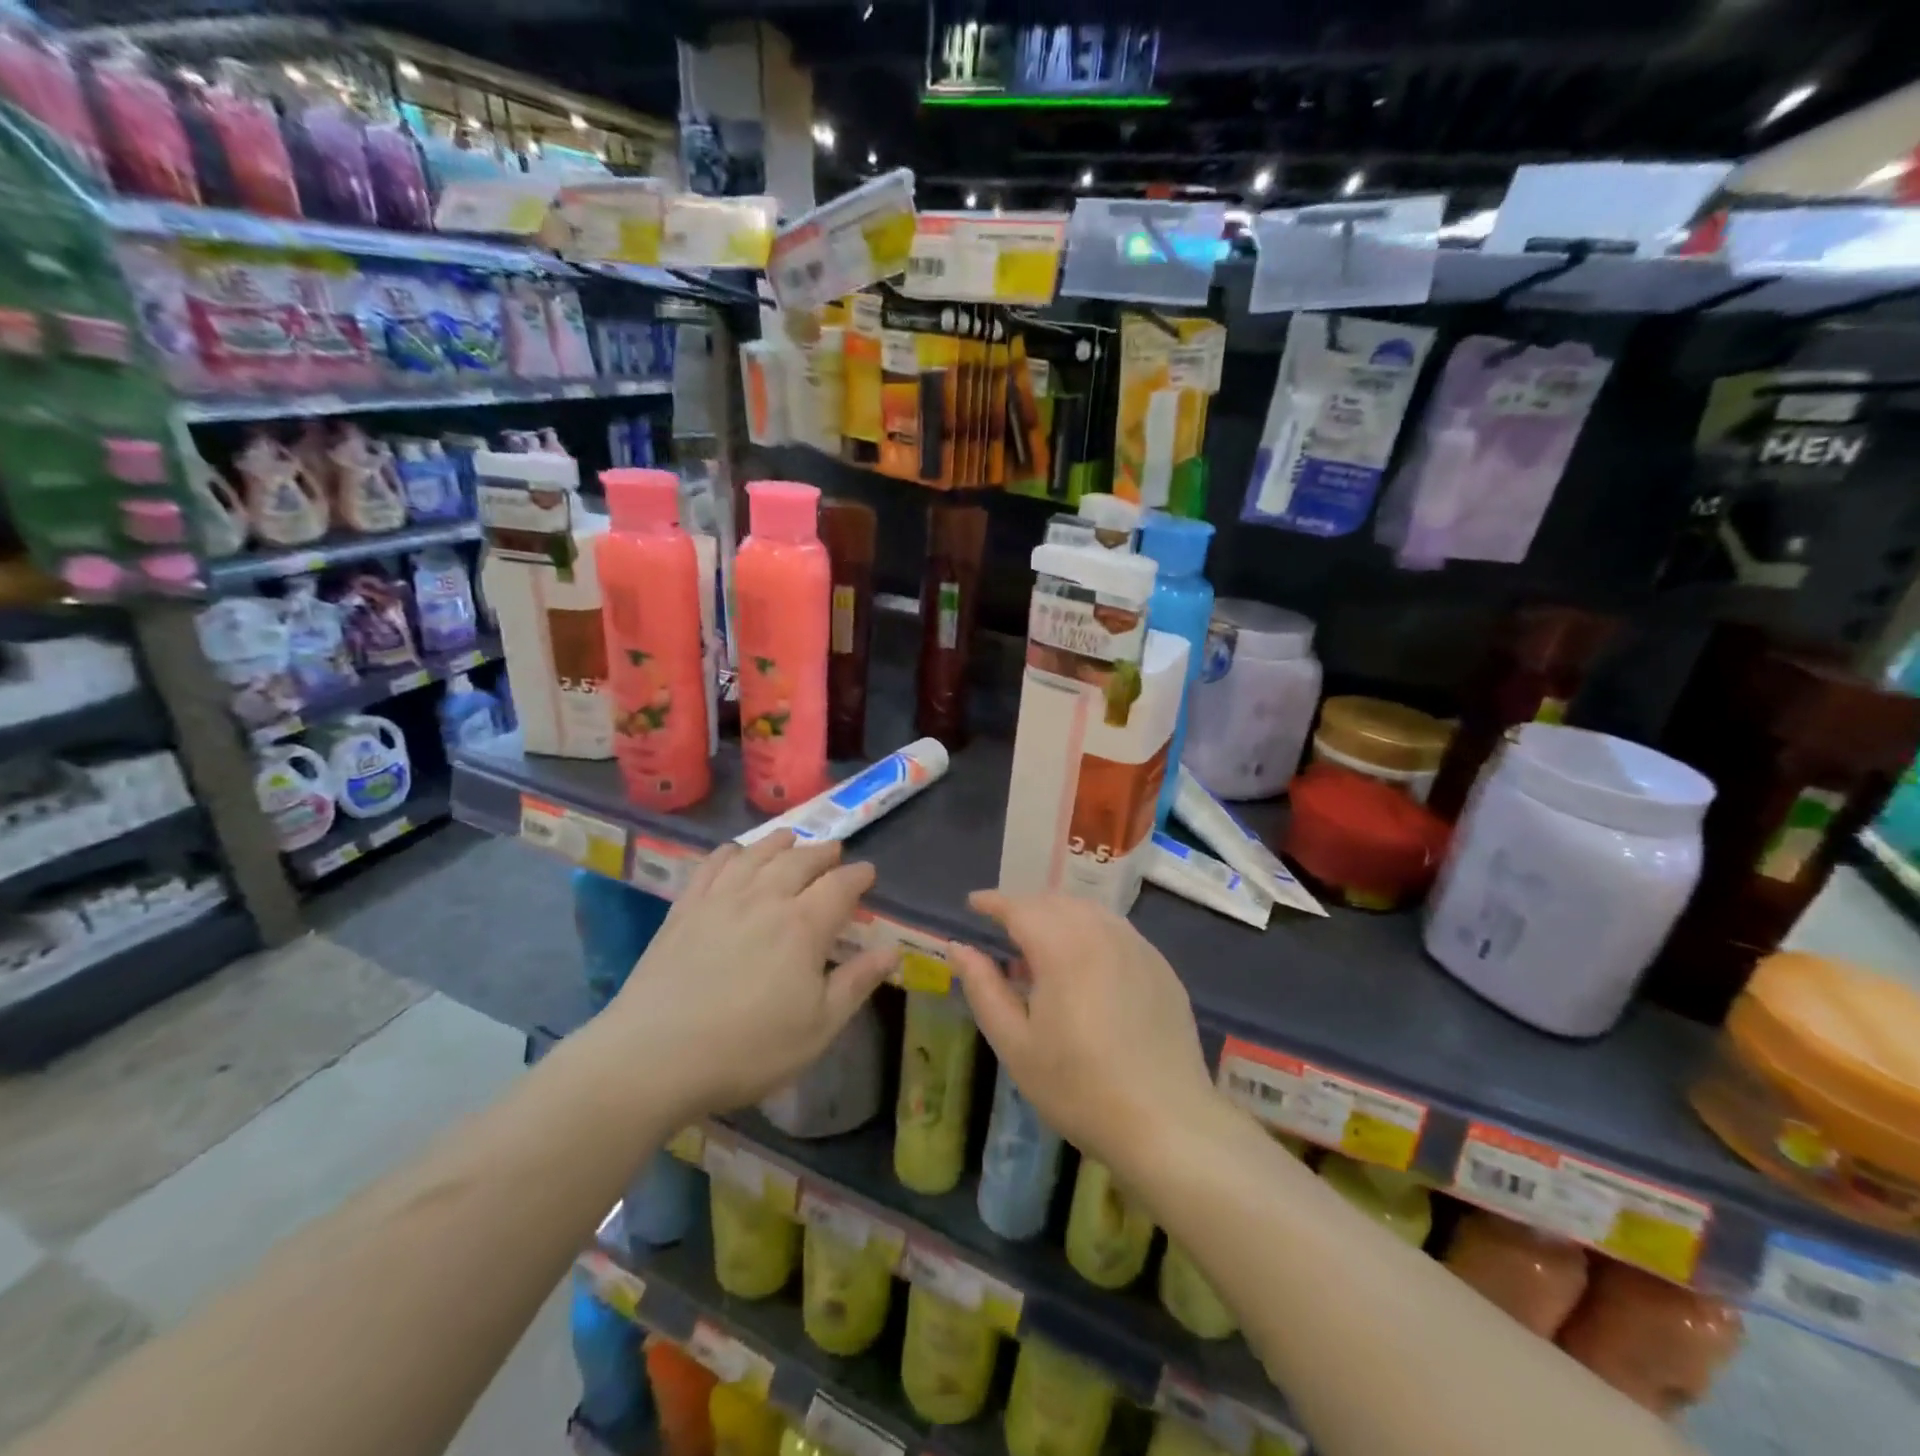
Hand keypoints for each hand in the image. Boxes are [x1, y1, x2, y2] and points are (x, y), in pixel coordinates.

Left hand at [606, 832, 896, 1118]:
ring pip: (756, 855)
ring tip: (791, 838)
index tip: (868, 872)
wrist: (654, 1057)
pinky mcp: (685, 909)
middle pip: (800, 861)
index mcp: (803, 925)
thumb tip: (892, 952)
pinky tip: (734, 852)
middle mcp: (765, 898)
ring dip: (779, 842)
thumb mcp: (818, 1027)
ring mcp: (720, 899)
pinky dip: (729, 853)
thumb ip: (856, 983)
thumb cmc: (748, 1048)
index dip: (858, 876)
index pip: (840, 886)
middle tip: (834, 850)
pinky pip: (712, 866)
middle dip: (822, 853)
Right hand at [947, 891, 1216, 1169]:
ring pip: (1090, 911)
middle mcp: (1102, 933)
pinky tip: (1087, 964)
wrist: (1166, 1123)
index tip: (973, 903)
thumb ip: (984, 988)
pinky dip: (1092, 931)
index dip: (993, 902)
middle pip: (1055, 902)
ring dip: (1060, 916)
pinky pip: (1117, 931)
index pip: (1019, 907)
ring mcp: (1138, 947)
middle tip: (1004, 931)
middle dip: (1026, 908)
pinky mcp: (1161, 967)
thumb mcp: (1016, 1045)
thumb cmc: (1078, 1087)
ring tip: (1043, 945)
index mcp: (1062, 947)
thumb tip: (959, 948)